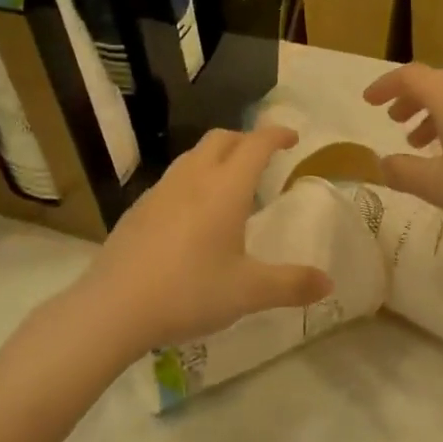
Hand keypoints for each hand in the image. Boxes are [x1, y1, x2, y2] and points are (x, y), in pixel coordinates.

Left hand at [78, 127, 333, 351]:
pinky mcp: (139, 208)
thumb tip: (328, 282)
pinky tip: (191, 214)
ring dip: (217, 156)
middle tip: (262, 158)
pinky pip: (173, 178)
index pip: (256, 144)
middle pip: (222, 138)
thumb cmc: (189, 292)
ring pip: (193, 155)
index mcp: (226, 188)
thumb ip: (290, 284)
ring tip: (229, 183)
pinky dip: (192, 179)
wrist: (114, 306)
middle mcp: (194, 177)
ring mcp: (161, 190)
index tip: (292, 138)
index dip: (276, 135)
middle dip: (246, 139)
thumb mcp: (248, 292)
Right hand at [362, 64, 442, 256]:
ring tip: (418, 142)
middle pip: (435, 83)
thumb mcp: (440, 187)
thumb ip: (404, 171)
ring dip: (432, 113)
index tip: (368, 102)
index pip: (411, 76)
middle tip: (392, 121)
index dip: (386, 85)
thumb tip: (382, 162)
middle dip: (409, 98)